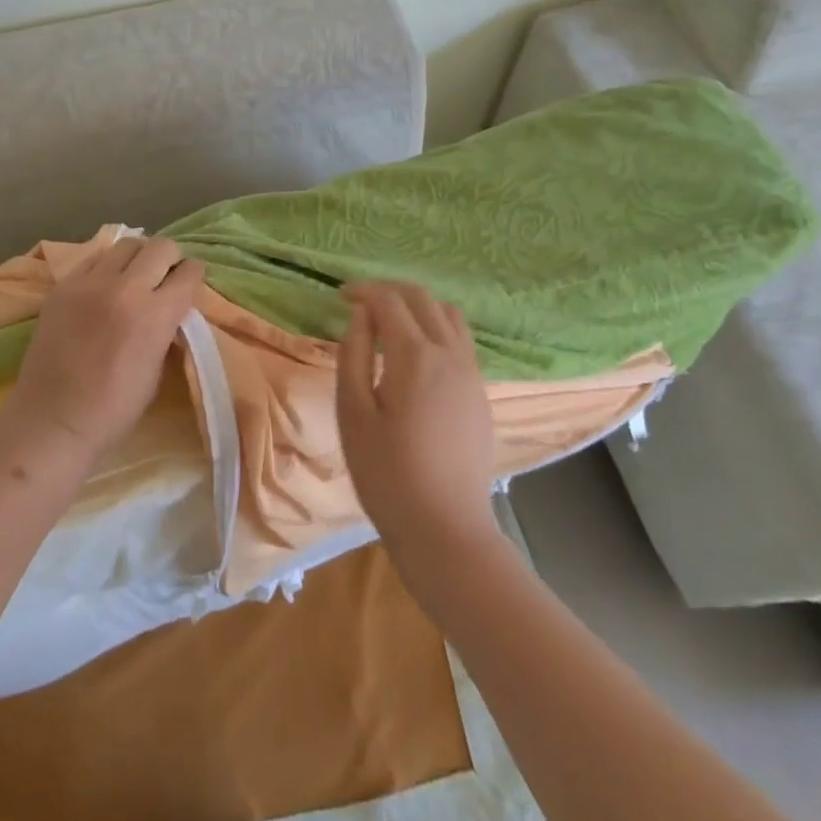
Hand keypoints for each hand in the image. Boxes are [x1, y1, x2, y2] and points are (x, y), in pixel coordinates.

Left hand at [3, 235, 205, 458]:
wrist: (53, 419)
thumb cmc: (114, 408)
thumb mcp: (157, 368)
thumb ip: (166, 328)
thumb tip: (170, 307)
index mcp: (156, 314)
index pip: (188, 272)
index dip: (194, 276)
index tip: (190, 284)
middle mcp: (125, 288)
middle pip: (161, 246)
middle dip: (170, 259)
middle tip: (165, 277)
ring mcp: (90, 283)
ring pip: (127, 244)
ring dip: (138, 257)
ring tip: (134, 276)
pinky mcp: (63, 286)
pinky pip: (94, 259)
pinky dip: (107, 267)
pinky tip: (104, 286)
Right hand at [335, 280, 498, 558]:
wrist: (445, 530)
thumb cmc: (387, 474)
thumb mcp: (353, 413)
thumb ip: (353, 355)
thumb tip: (360, 316)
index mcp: (415, 356)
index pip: (389, 300)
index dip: (363, 290)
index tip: (340, 296)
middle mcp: (450, 354)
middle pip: (422, 298)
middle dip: (389, 291)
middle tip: (360, 302)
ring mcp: (471, 373)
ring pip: (449, 314)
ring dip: (417, 306)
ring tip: (389, 322)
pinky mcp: (480, 393)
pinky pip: (461, 340)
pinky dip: (436, 327)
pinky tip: (416, 353)